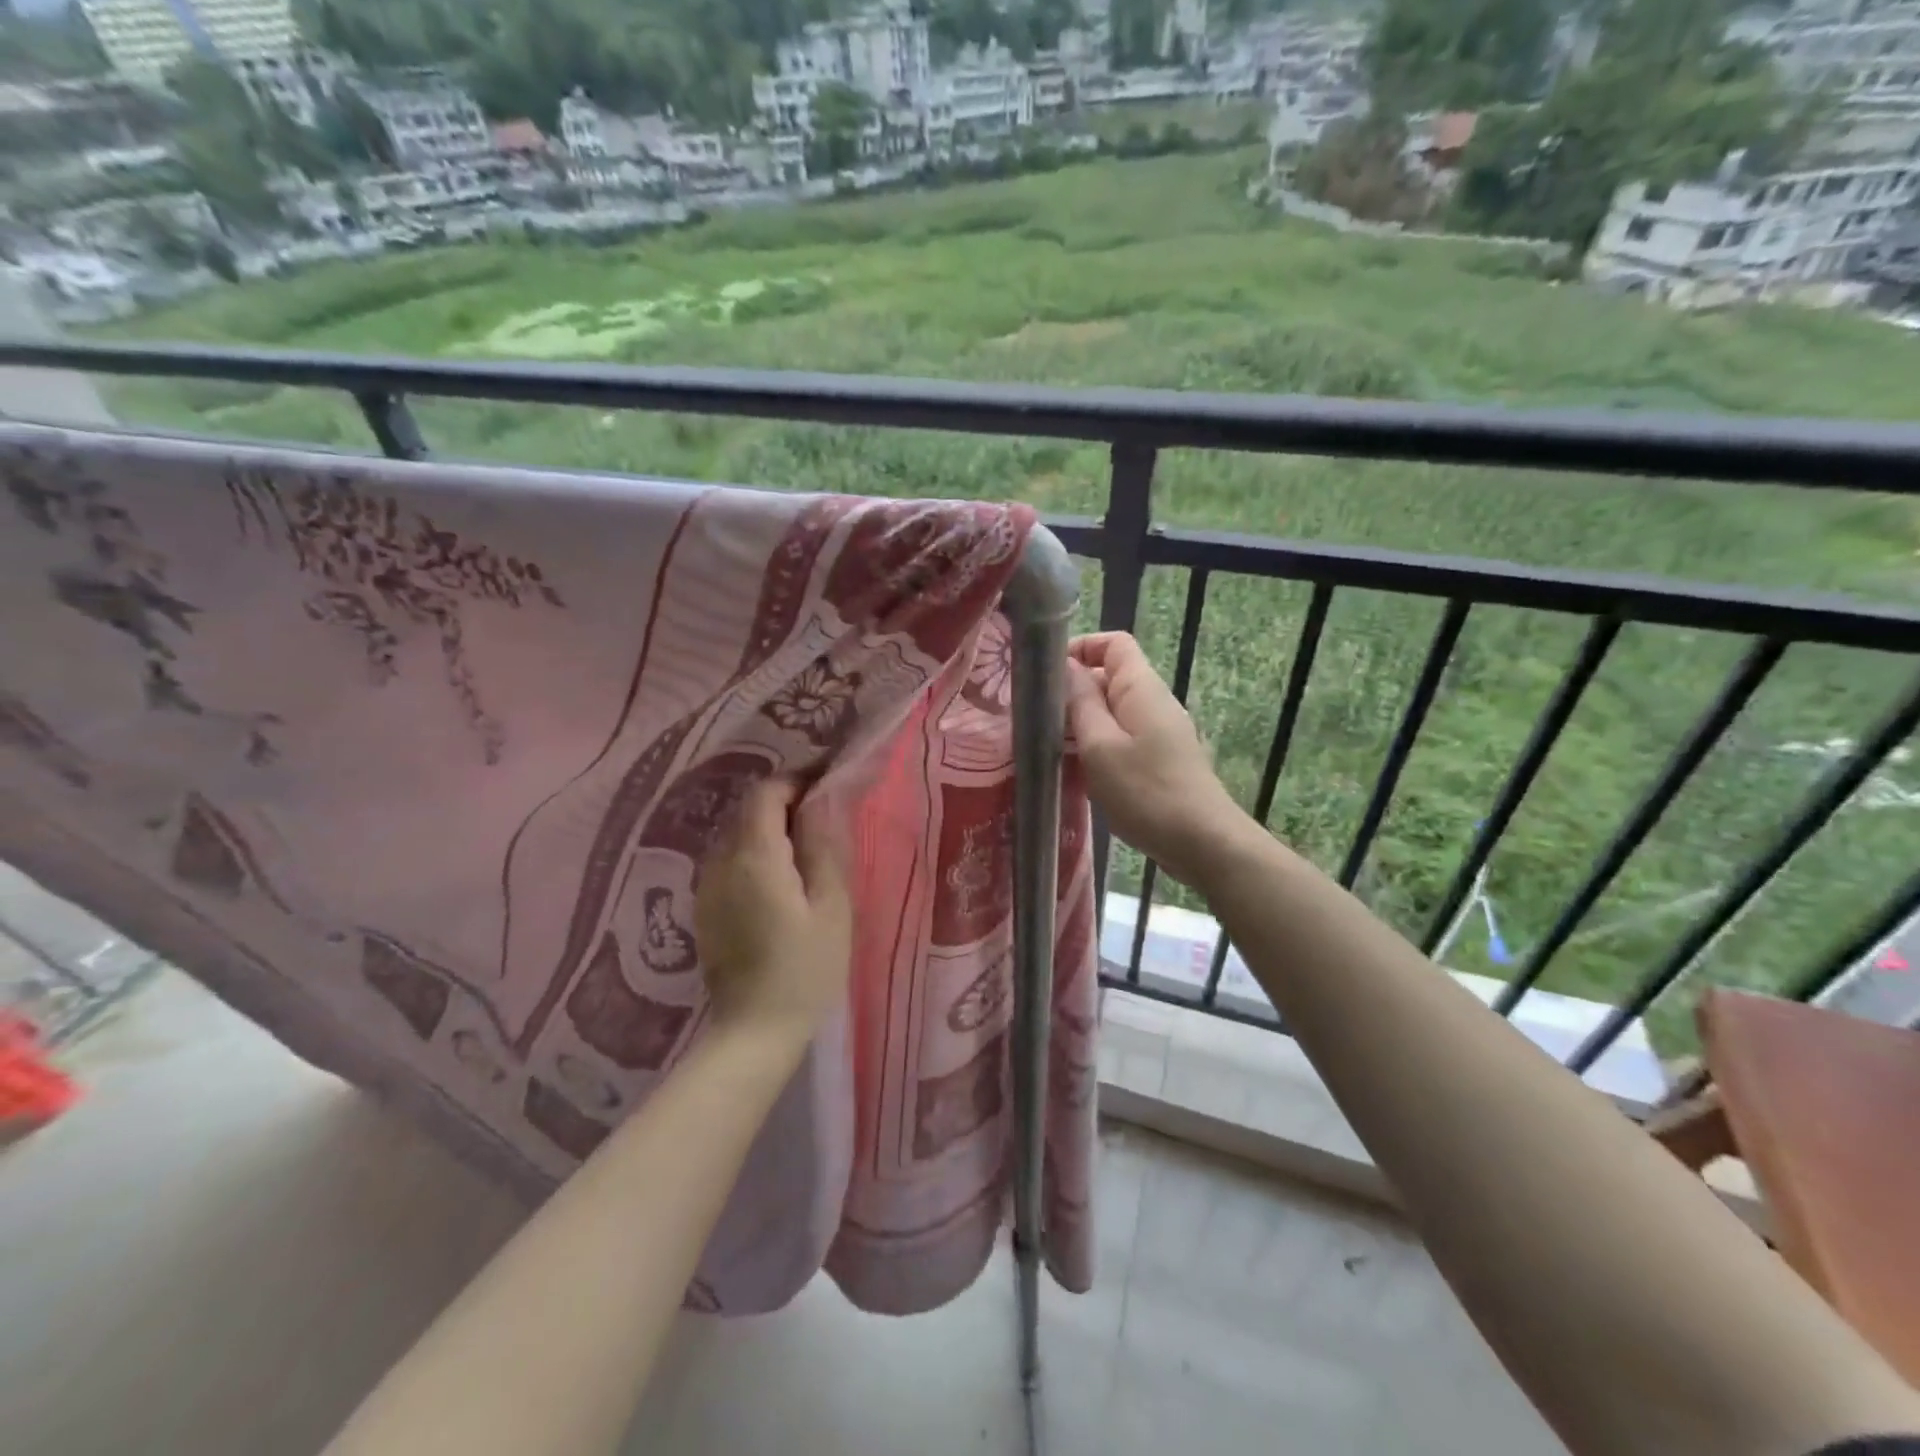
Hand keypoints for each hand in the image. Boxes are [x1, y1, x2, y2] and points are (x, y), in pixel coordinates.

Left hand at [696, 778, 851, 1039]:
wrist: (753, 1032)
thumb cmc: (805, 970)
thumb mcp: (831, 907)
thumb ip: (824, 847)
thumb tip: (820, 802)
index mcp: (754, 856)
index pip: (766, 792)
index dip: (796, 780)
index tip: (827, 786)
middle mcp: (720, 861)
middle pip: (748, 809)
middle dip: (785, 801)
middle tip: (824, 816)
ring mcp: (706, 885)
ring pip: (737, 833)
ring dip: (770, 826)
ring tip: (806, 847)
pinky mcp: (705, 906)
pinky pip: (729, 859)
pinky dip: (756, 851)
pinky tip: (781, 878)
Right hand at [1067, 632, 1249, 887]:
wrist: (1202, 842)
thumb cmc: (1145, 792)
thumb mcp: (1100, 745)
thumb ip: (1080, 702)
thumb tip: (1066, 666)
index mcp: (1140, 688)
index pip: (1113, 643)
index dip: (1080, 647)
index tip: (1046, 674)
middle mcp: (1152, 702)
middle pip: (1109, 677)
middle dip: (1072, 691)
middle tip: (1035, 718)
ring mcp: (1158, 732)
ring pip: (1112, 712)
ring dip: (1081, 724)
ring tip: (1048, 747)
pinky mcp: (1158, 760)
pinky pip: (1121, 739)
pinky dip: (1096, 747)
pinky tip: (1077, 773)